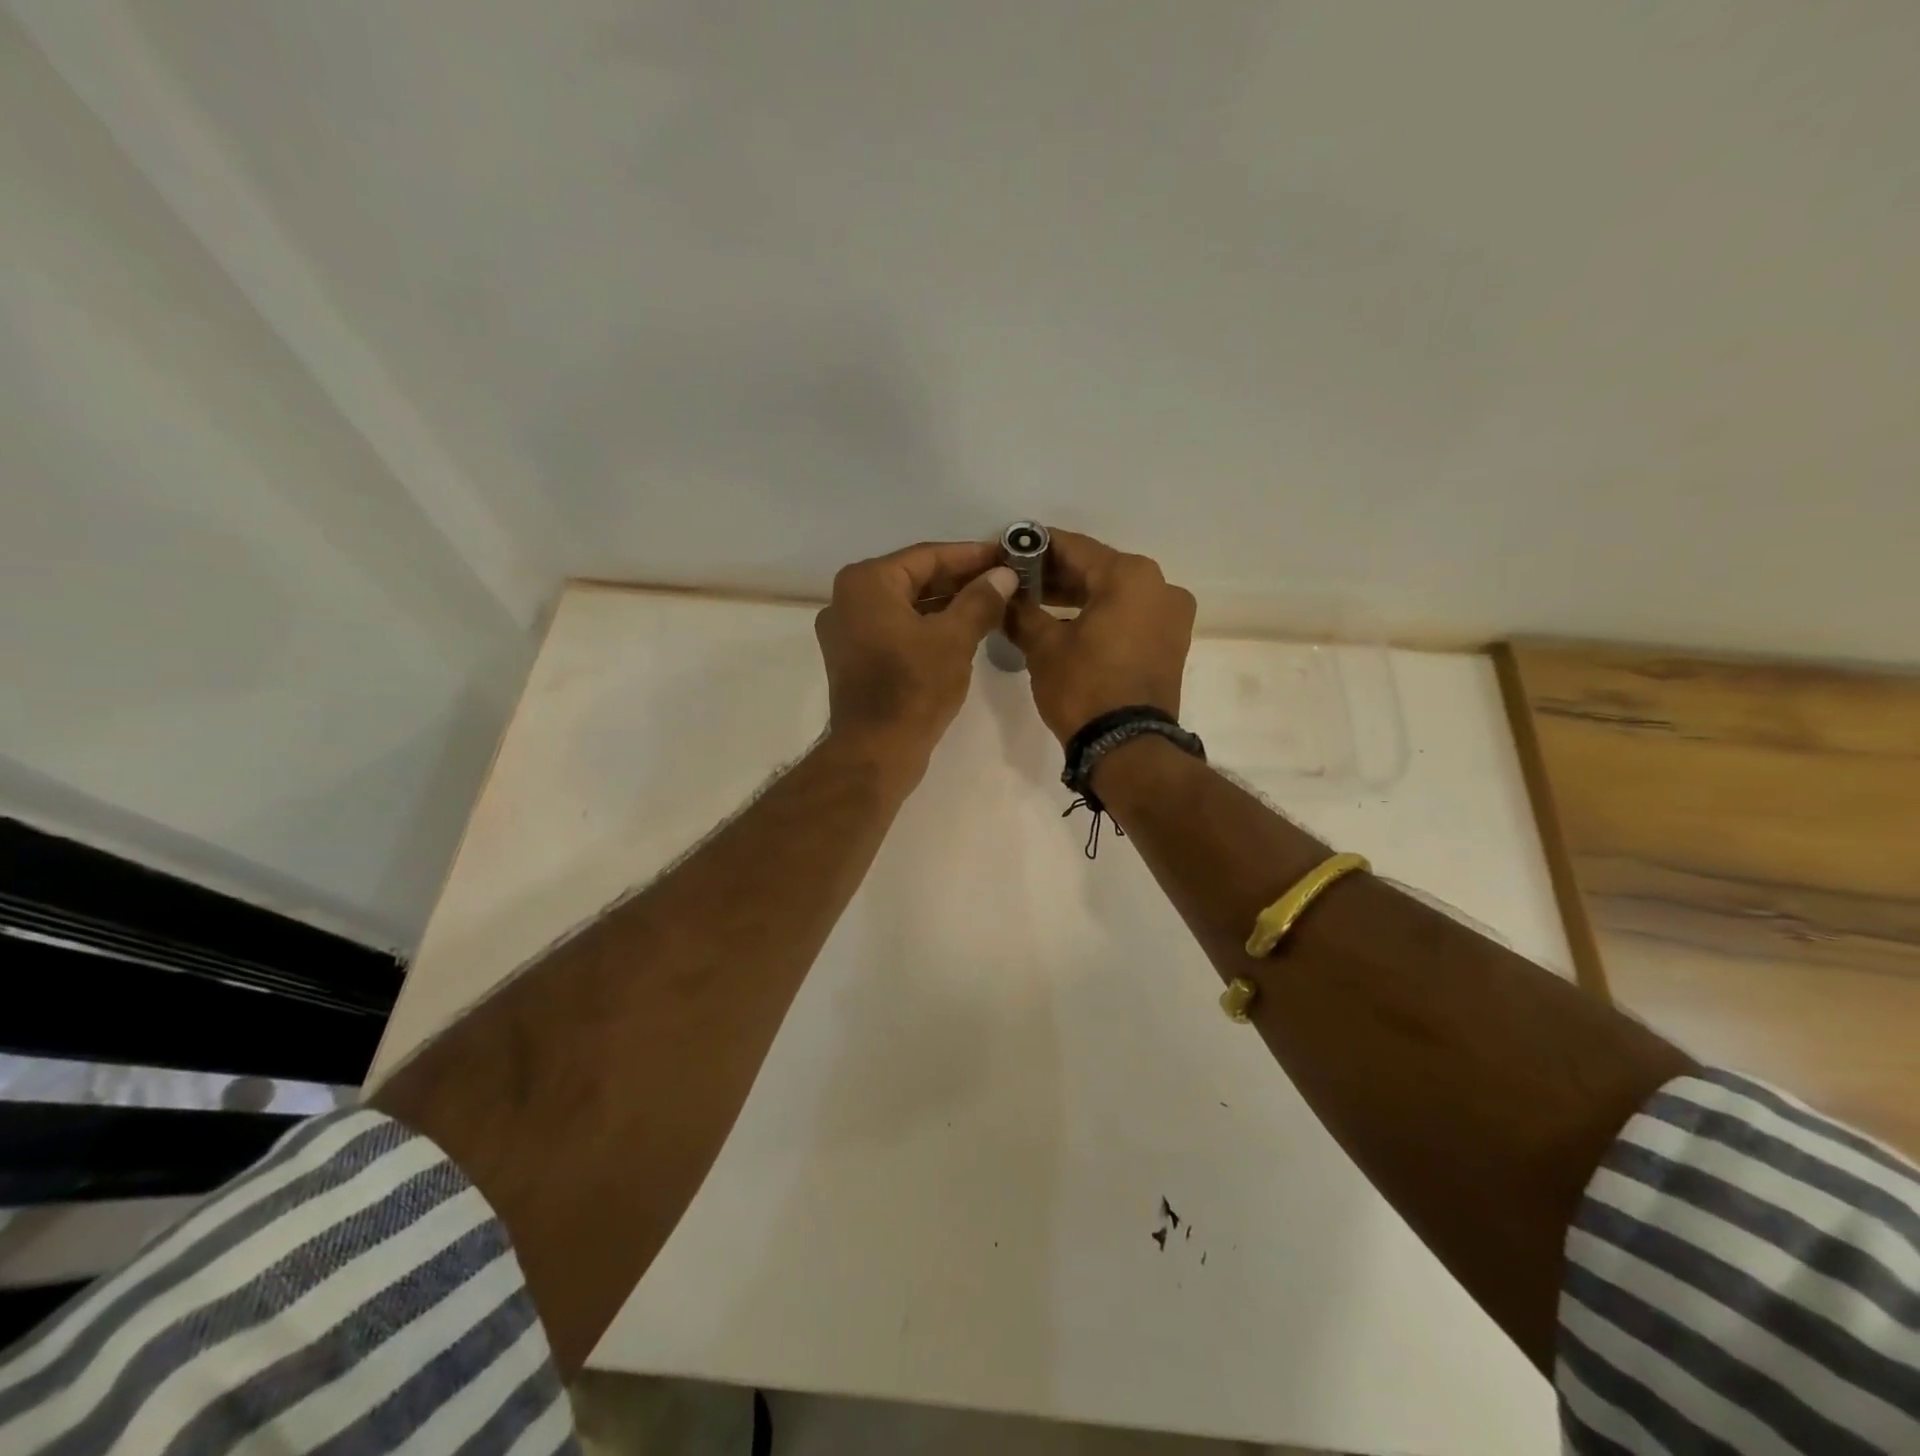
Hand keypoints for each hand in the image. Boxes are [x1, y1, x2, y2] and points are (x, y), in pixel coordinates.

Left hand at [816, 540, 1017, 779]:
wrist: (876, 750)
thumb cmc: (914, 688)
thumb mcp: (955, 639)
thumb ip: (981, 599)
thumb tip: (1004, 575)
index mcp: (866, 583)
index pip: (927, 556)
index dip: (971, 555)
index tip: (1006, 556)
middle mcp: (848, 598)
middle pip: (914, 578)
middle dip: (960, 580)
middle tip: (1004, 580)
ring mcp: (847, 630)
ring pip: (906, 605)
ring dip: (947, 604)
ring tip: (991, 603)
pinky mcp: (854, 658)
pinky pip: (896, 629)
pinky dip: (927, 626)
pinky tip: (962, 630)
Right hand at [1005, 529, 1196, 744]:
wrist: (1127, 747)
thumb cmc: (1084, 687)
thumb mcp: (1043, 646)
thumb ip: (1021, 611)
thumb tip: (1002, 595)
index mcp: (1130, 575)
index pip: (1074, 547)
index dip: (1035, 547)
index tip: (1008, 549)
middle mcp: (1160, 586)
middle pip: (1097, 569)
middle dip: (1055, 575)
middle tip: (1016, 580)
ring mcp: (1171, 616)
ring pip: (1114, 594)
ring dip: (1076, 597)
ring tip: (1034, 603)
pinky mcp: (1170, 643)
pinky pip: (1129, 616)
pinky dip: (1099, 616)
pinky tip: (1065, 624)